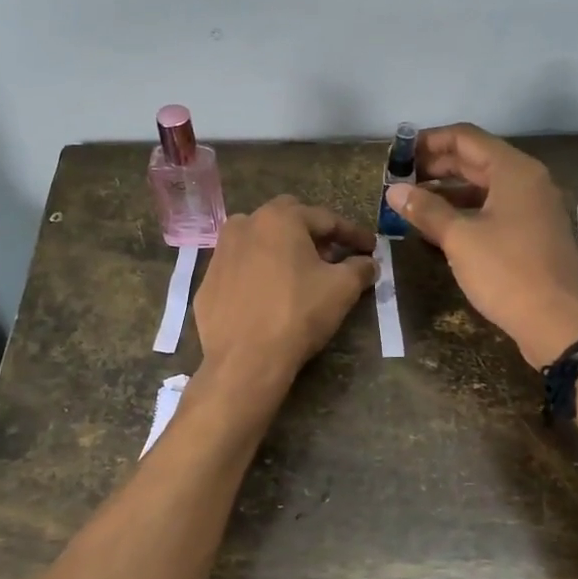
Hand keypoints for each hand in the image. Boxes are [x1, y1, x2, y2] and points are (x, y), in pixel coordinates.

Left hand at [192, 197, 376, 391]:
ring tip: (299, 274)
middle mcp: (245, 225)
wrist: (244, 360)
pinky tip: (269, 294)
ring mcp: (220, 252)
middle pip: (288, 221)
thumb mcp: (341, 289)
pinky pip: (240, 268)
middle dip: (313, 235)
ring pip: (259, 241)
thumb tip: (368, 263)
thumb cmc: (297, 314)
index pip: (325, 219)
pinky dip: (258, 273)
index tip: (370, 248)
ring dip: (282, 250)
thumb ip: (359, 268)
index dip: (352, 234)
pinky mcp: (207, 281)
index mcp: (279, 218)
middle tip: (332, 257)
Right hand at [383, 124, 577, 367]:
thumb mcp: (459, 238)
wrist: (556, 323)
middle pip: (475, 160)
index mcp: (514, 171)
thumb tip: (394, 190)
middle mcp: (528, 181)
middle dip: (435, 167)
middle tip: (399, 180)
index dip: (428, 141)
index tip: (398, 155)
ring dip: (448, 191)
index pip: (465, 138)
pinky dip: (466, 211)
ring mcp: (534, 208)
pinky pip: (494, 209)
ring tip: (412, 203)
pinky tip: (439, 228)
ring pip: (484, 186)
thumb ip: (426, 209)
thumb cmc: (506, 272)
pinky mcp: (534, 233)